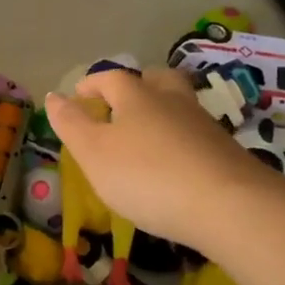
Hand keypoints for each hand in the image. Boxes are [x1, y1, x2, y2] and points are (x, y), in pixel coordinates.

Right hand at [45, 67, 261, 248]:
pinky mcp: (226, 153)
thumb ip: (71, 124)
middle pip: (157, 80)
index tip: (78, 96)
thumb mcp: (94, 153)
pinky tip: (173, 164)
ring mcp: (204, 126)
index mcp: (137, 97)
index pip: (111, 78)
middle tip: (121, 104)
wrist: (230, 206)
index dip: (92, 84)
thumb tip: (54, 96)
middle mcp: (173, 102)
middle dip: (137, 86)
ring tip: (145, 137)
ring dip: (161, 113)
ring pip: (179, 106)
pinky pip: (195, 135)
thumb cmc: (147, 176)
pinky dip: (179, 141)